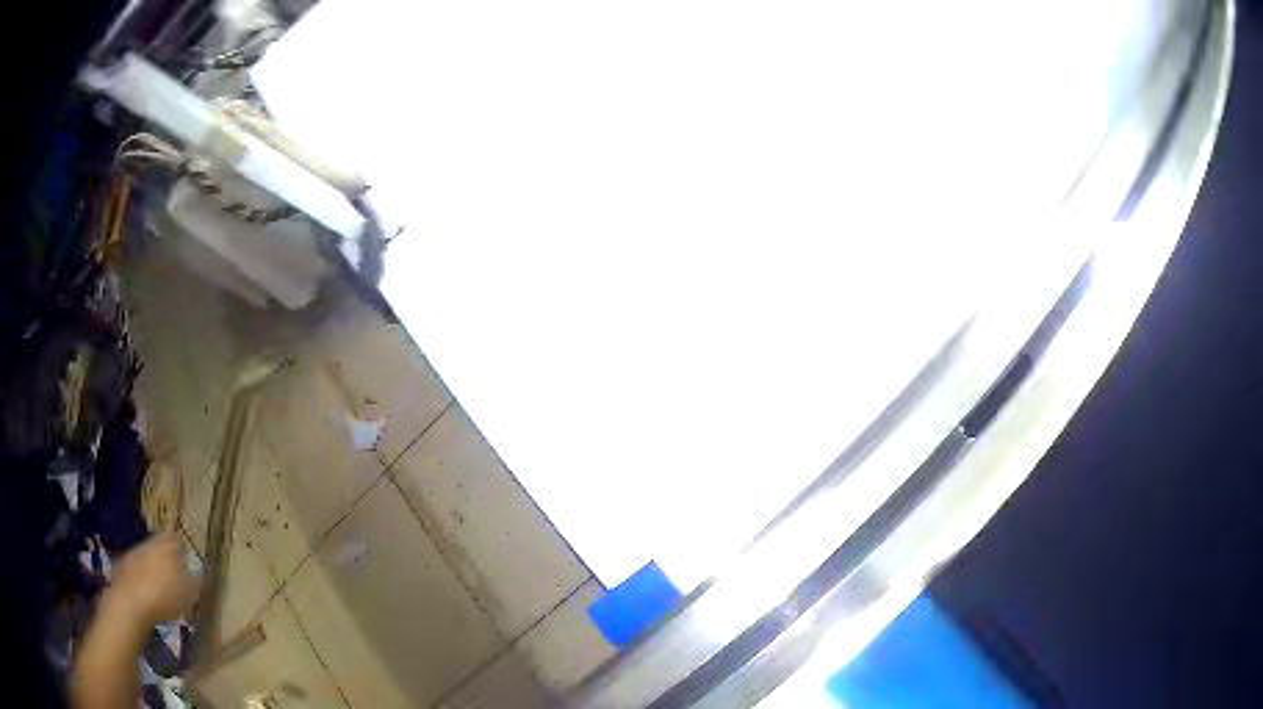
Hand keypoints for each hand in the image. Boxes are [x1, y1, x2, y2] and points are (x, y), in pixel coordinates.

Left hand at [104, 533, 197, 625]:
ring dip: (154, 565)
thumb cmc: (162, 598)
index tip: (187, 560)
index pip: (176, 538)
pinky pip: (138, 566)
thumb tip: (200, 573)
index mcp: (166, 546)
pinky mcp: (124, 565)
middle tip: (175, 574)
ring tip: (161, 584)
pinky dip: (143, 574)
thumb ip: (194, 581)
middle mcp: (149, 543)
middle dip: (167, 556)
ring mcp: (134, 552)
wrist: (130, 603)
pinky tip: (148, 590)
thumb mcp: (186, 595)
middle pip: (160, 545)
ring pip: (148, 555)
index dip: (182, 548)